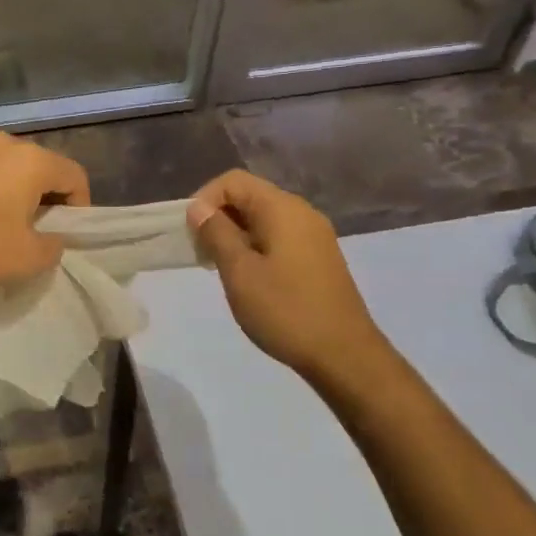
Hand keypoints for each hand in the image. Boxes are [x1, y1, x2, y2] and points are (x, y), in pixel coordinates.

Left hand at [0, 131, 89, 293]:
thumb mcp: (29, 258)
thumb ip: (55, 245)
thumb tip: (52, 236)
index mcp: (31, 160)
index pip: (75, 176)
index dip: (80, 207)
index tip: (66, 235)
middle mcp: (4, 143)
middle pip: (44, 168)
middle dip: (49, 199)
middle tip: (39, 233)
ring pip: (12, 169)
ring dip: (18, 195)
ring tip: (7, 228)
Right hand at [188, 170, 390, 384]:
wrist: (344, 355)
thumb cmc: (286, 311)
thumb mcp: (240, 272)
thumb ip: (217, 234)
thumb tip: (199, 207)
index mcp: (282, 208)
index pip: (233, 180)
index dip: (205, 199)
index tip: (192, 234)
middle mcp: (301, 212)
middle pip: (249, 196)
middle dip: (219, 218)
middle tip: (202, 255)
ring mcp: (314, 235)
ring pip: (264, 219)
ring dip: (236, 235)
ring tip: (222, 269)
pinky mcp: (319, 257)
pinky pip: (279, 237)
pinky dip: (256, 247)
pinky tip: (250, 279)